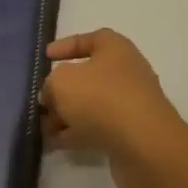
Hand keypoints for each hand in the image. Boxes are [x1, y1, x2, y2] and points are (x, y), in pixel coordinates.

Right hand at [42, 28, 187, 187]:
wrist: (146, 148)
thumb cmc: (101, 99)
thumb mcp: (62, 82)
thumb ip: (50, 84)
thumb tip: (52, 95)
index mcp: (115, 49)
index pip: (89, 39)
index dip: (66, 46)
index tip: (46, 57)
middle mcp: (126, 73)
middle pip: (88, 76)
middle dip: (62, 88)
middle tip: (41, 100)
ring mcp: (130, 105)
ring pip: (91, 105)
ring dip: (66, 115)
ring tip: (41, 127)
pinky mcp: (130, 134)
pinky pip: (97, 129)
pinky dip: (76, 134)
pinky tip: (53, 144)